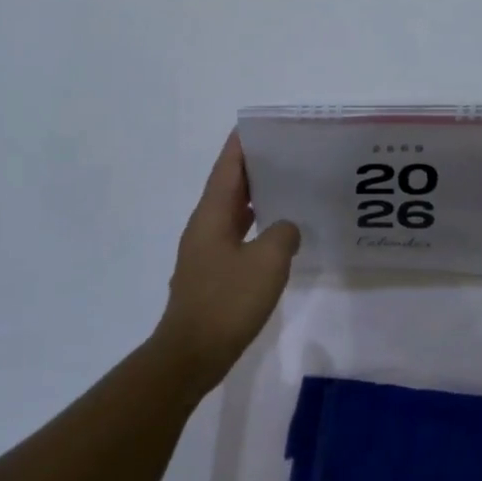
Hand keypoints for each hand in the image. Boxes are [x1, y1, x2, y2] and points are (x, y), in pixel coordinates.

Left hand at [152, 133, 299, 389]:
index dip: (242, 144)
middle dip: (255, 167)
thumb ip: (283, 234)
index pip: (227, 167)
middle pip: (229, 186)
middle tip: (289, 153)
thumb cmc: (227, 301)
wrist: (192, 353)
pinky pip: (237, 236)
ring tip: (289, 186)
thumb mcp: (267, 262)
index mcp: (211, 215)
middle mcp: (204, 226)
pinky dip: (256, 226)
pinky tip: (279, 234)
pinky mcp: (212, 273)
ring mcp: (206, 251)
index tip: (263, 126)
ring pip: (233, 212)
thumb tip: (286, 228)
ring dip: (257, 197)